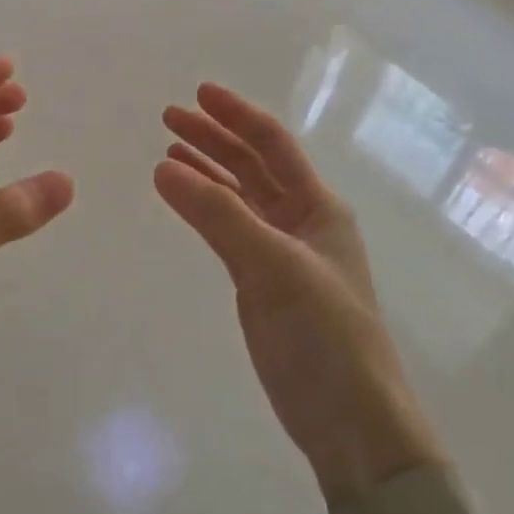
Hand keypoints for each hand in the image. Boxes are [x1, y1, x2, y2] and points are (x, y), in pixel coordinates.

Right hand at [156, 83, 445, 506]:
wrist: (349, 420)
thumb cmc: (325, 334)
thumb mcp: (273, 266)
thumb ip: (218, 215)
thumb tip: (163, 166)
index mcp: (319, 206)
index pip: (273, 145)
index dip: (237, 115)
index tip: (197, 93)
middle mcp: (302, 220)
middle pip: (253, 165)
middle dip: (213, 139)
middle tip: (168, 118)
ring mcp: (282, 252)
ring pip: (239, 197)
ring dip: (206, 171)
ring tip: (166, 152)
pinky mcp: (262, 282)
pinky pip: (229, 229)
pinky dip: (204, 209)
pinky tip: (182, 198)